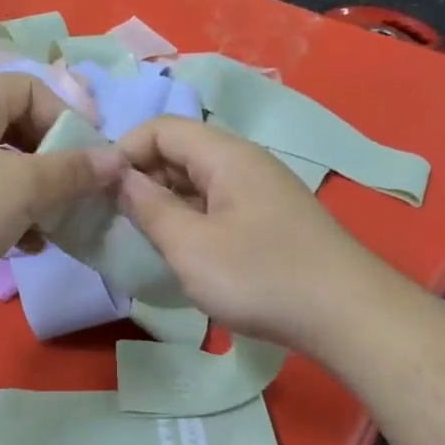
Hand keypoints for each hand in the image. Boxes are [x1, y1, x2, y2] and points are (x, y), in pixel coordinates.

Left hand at [0, 72, 122, 325]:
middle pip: (15, 130)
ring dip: (32, 196)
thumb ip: (72, 171)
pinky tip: (24, 247)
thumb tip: (115, 158)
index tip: (87, 161)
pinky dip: (4, 216)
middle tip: (75, 197)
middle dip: (52, 164)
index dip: (65, 119)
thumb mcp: (22, 188)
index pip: (29, 88)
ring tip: (53, 228)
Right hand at [116, 117, 396, 353]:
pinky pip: (218, 206)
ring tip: (139, 237)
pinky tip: (181, 251)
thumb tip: (118, 177)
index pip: (161, 128)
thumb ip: (149, 207)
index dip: (123, 151)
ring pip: (199, 182)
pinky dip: (191, 220)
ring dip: (165, 202)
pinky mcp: (270, 221)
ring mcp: (261, 192)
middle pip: (180, 152)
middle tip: (112, 217)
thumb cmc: (260, 276)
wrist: (347, 315)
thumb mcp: (190, 246)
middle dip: (141, 178)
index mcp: (225, 155)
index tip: (97, 188)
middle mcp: (245, 163)